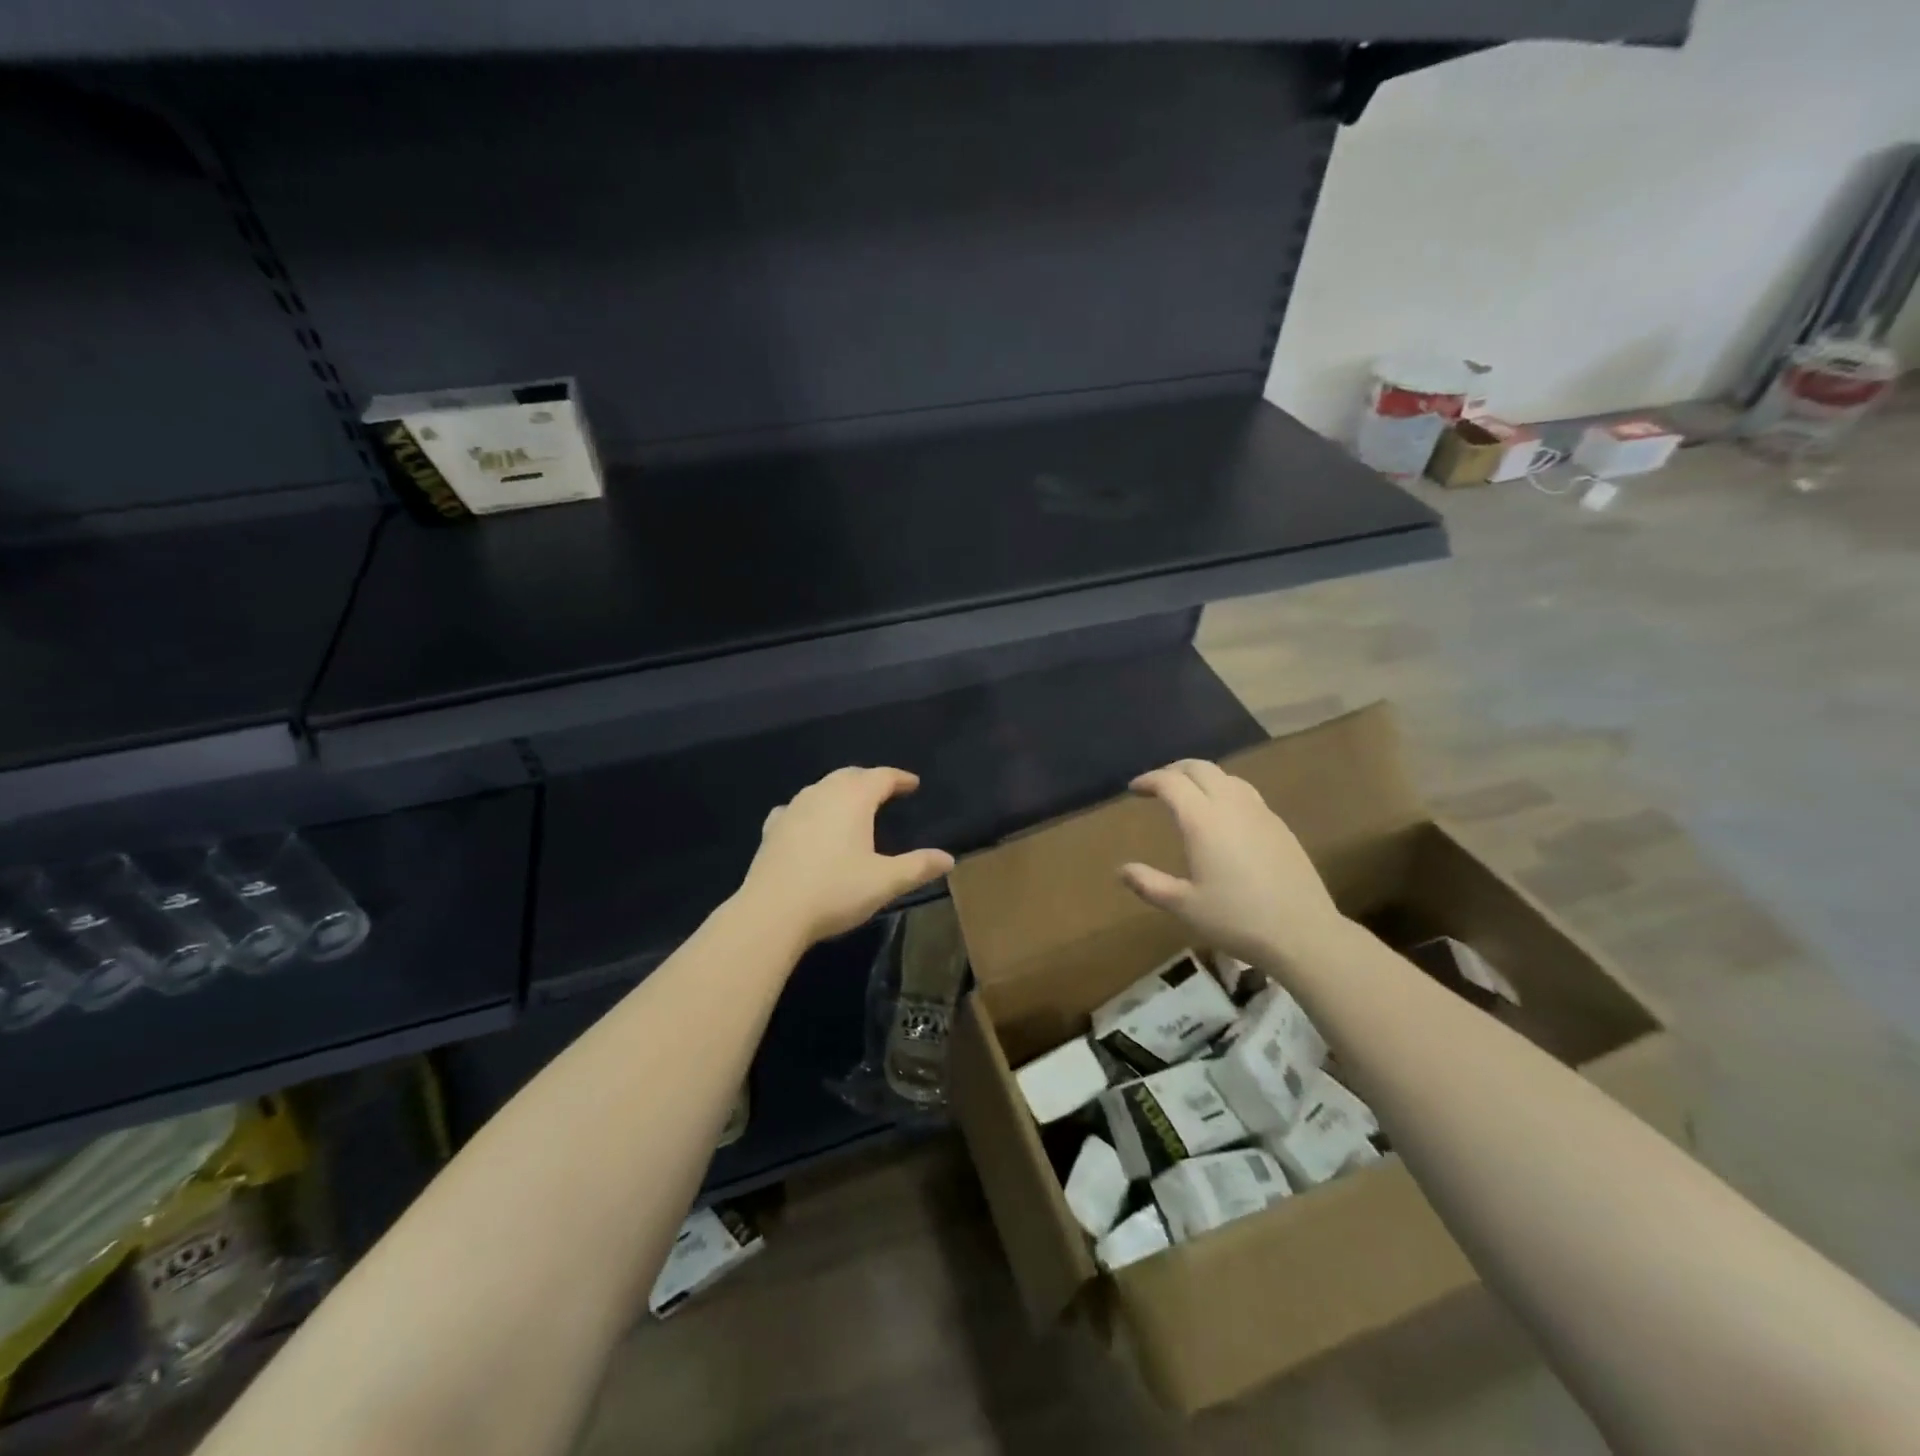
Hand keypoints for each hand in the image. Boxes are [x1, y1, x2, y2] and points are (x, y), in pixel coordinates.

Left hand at [738, 766, 954, 947]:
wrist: (772, 912)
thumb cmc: (835, 891)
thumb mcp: (885, 881)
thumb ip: (918, 866)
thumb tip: (948, 858)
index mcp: (853, 799)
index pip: (881, 777)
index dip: (900, 778)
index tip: (913, 784)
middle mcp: (822, 794)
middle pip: (850, 775)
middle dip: (869, 779)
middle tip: (885, 790)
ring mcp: (793, 809)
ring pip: (821, 788)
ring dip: (840, 791)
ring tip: (852, 805)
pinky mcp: (772, 828)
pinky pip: (796, 808)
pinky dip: (810, 809)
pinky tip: (808, 822)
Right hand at [1120, 759, 1346, 967]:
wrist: (1303, 932)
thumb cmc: (1237, 919)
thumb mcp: (1184, 906)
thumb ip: (1149, 884)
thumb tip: (1122, 870)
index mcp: (1203, 820)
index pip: (1171, 782)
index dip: (1149, 780)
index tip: (1135, 788)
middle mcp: (1231, 806)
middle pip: (1200, 768)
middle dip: (1174, 770)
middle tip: (1158, 785)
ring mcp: (1260, 813)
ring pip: (1226, 776)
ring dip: (1202, 777)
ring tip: (1189, 795)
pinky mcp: (1279, 825)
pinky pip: (1246, 793)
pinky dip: (1225, 790)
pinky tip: (1223, 815)